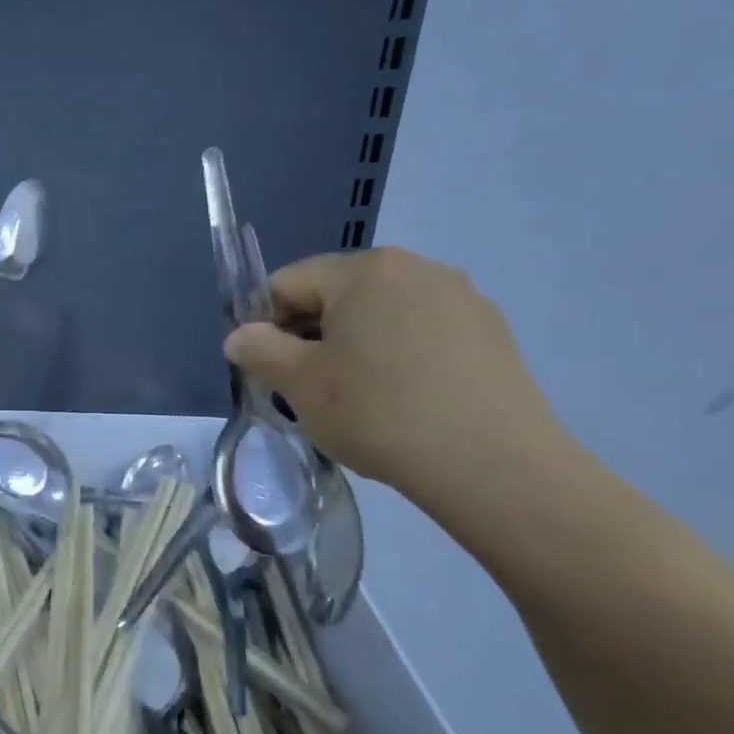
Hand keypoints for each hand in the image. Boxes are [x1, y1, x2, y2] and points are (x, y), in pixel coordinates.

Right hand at [224, 247, 564, 503]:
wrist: (493, 465)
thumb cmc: (379, 413)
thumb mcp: (299, 384)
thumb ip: (258, 350)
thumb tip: (240, 336)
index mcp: (366, 270)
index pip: (288, 283)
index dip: (263, 323)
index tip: (262, 368)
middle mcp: (417, 268)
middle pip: (336, 295)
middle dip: (309, 336)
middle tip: (303, 389)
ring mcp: (461, 299)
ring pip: (380, 316)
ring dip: (352, 347)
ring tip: (353, 399)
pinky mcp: (491, 334)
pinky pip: (420, 334)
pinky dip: (396, 358)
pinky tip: (401, 402)